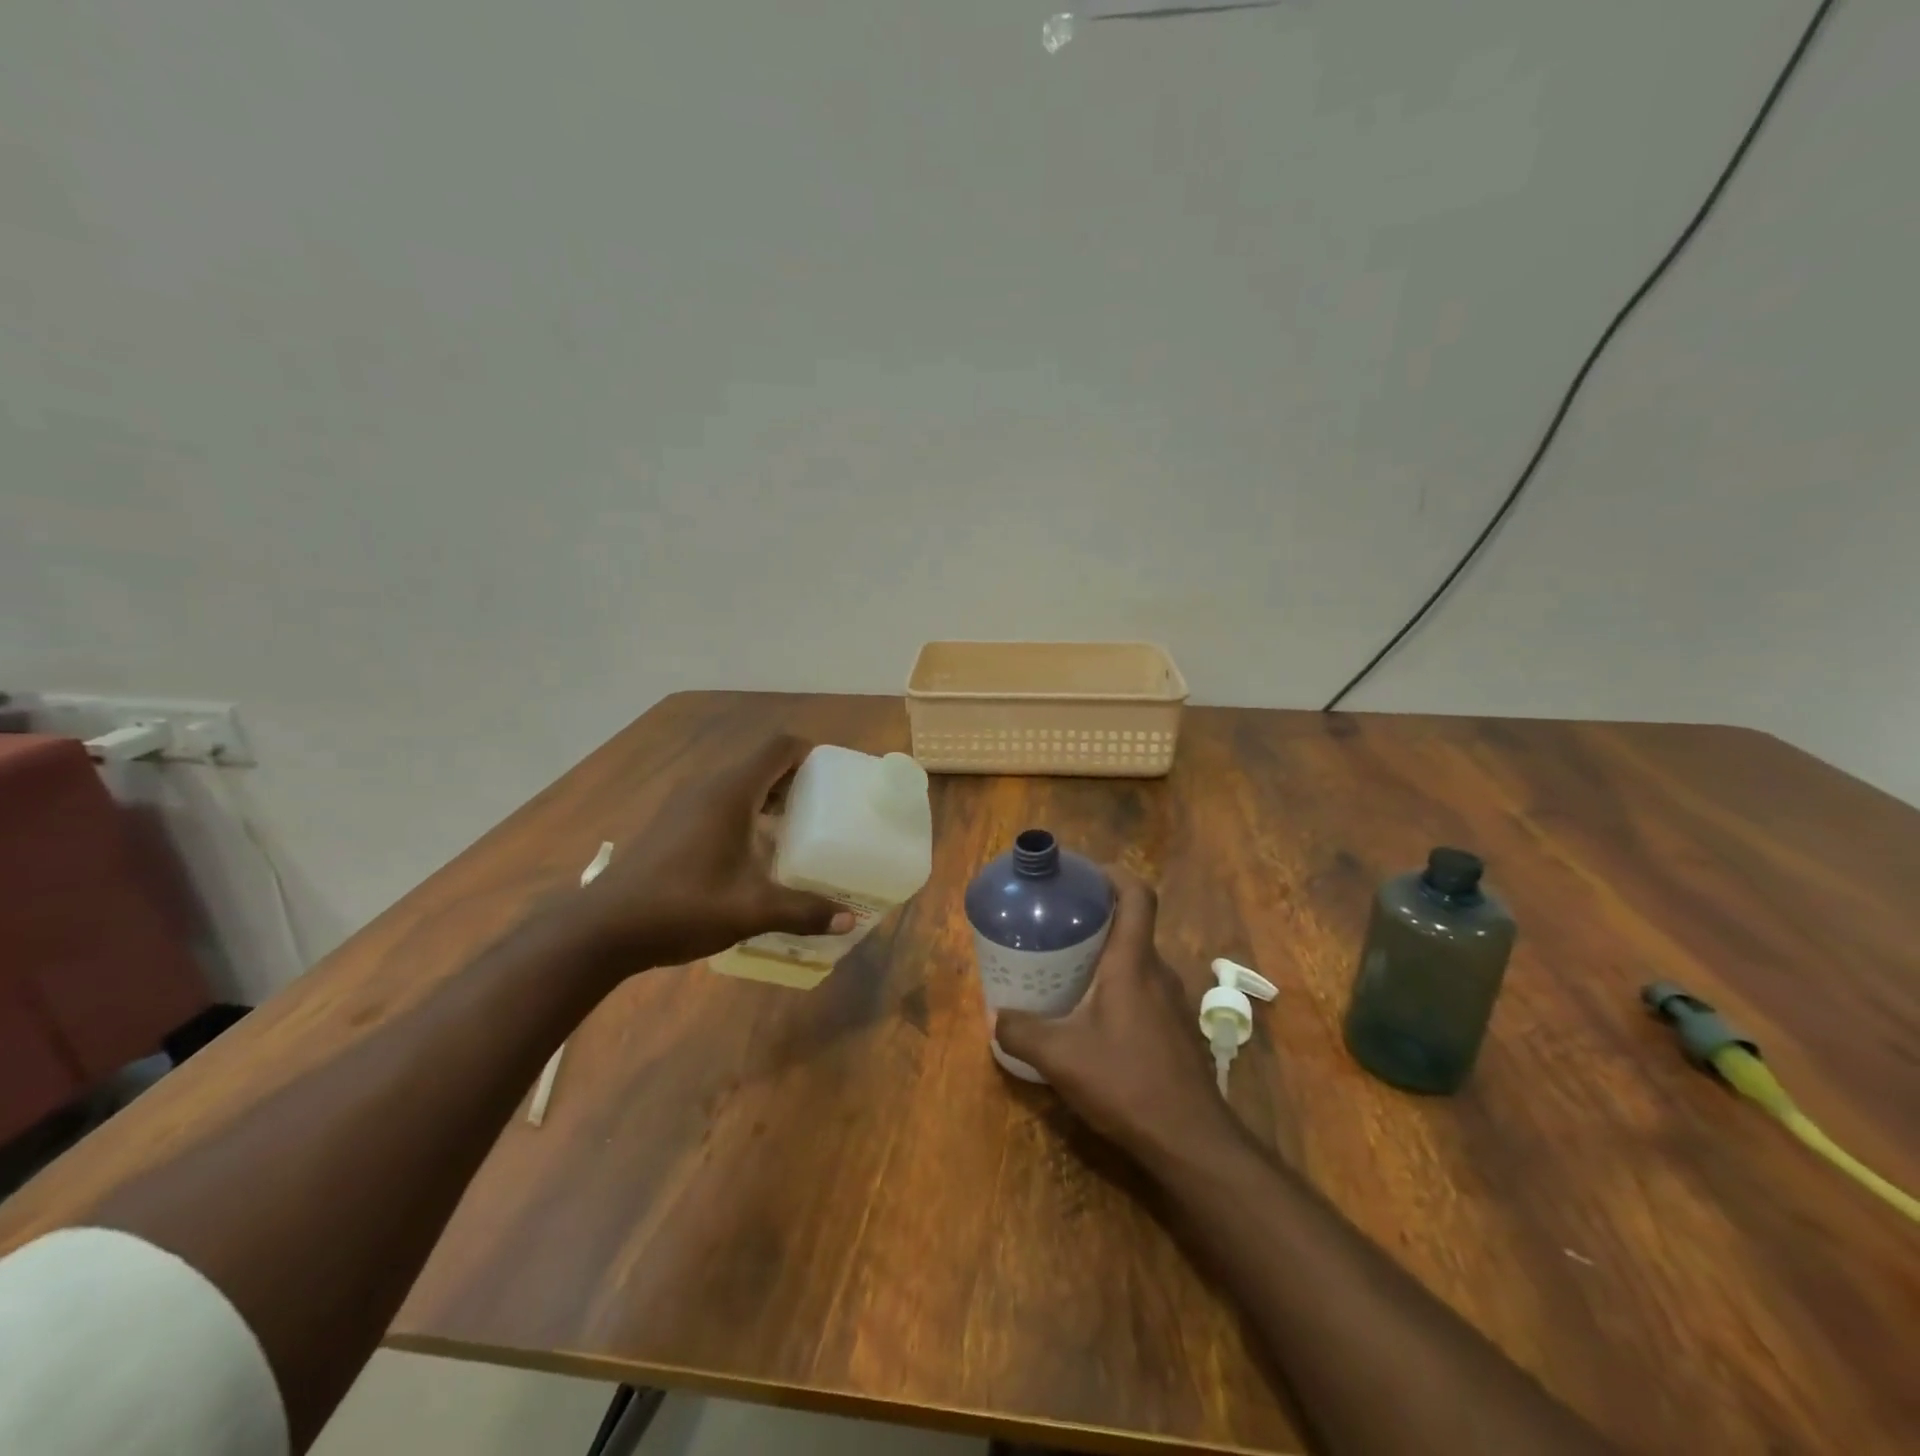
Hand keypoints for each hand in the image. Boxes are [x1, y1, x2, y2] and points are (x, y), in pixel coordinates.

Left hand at [577, 735, 853, 968]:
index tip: (834, 779)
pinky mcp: (672, 823)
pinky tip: (754, 851)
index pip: (779, 748)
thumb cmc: (683, 906)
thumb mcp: (751, 911)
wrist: (604, 928)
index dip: (810, 754)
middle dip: (796, 780)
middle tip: (824, 809)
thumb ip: (803, 911)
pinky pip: (720, 801)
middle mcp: (708, 786)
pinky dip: (746, 812)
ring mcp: (685, 803)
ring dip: (770, 797)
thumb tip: (849, 921)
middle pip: (761, 764)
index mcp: (731, 792)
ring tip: (796, 830)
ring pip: (739, 784)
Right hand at [995, 868, 1241, 1165]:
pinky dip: (1118, 989)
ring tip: (1066, 971)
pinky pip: (1144, 992)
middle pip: (1132, 927)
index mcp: (1133, 963)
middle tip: (1056, 927)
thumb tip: (996, 1018)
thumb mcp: (1059, 1056)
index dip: (1113, 874)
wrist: (1191, 1141)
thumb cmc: (1126, 1082)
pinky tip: (1092, 1020)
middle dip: (1095, 920)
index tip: (1082, 875)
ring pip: (1137, 962)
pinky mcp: (1177, 1031)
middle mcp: (1159, 973)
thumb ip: (1021, 1031)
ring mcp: (1174, 1004)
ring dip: (1106, 958)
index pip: (1137, 895)